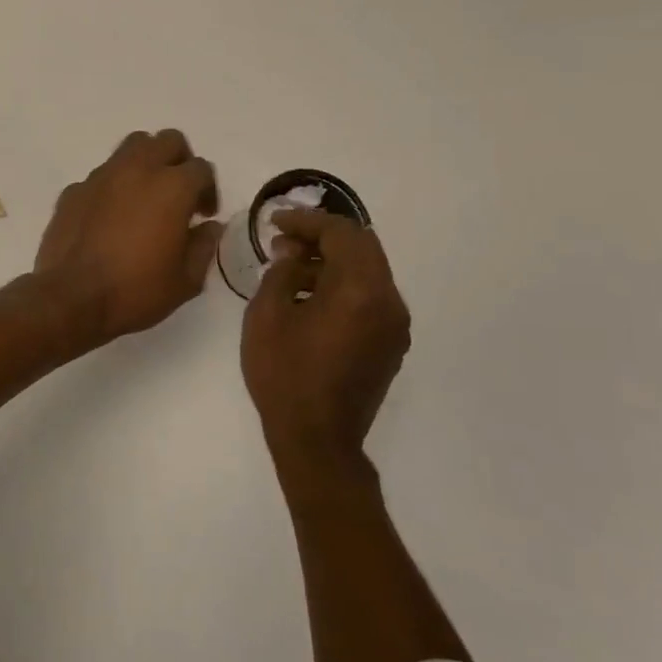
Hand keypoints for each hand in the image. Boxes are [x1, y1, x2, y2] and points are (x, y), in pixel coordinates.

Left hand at [34, 129, 221, 346]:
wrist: (71, 299)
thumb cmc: (135, 291)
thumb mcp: (186, 280)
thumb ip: (204, 246)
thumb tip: (209, 227)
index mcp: (172, 187)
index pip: (201, 168)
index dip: (208, 190)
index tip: (202, 216)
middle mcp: (137, 170)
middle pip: (167, 141)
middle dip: (179, 161)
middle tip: (178, 194)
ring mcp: (101, 176)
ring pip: (131, 147)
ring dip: (145, 164)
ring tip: (144, 197)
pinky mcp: (73, 190)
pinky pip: (100, 177)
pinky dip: (112, 188)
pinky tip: (109, 218)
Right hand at [241, 209, 410, 481]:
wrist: (317, 440)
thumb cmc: (284, 376)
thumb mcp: (266, 316)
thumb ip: (282, 272)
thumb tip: (293, 252)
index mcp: (360, 290)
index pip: (341, 233)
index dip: (306, 221)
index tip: (275, 222)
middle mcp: (389, 301)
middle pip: (363, 246)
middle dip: (323, 236)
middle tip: (285, 240)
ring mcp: (395, 325)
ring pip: (369, 271)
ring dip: (333, 261)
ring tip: (292, 269)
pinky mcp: (391, 344)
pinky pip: (371, 297)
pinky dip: (344, 285)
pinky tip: (311, 298)